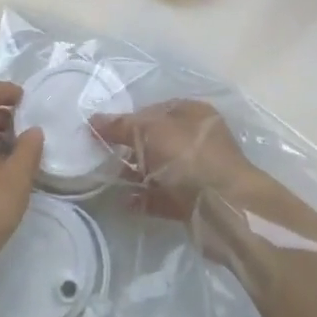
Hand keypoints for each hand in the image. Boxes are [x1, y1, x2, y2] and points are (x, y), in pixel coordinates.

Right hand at [90, 99, 265, 222]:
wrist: (224, 207)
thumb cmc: (189, 157)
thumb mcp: (150, 131)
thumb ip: (120, 126)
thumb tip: (93, 120)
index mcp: (193, 114)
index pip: (155, 109)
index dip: (130, 118)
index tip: (104, 131)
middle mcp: (197, 140)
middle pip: (156, 141)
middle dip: (130, 148)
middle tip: (103, 156)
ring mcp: (197, 172)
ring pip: (158, 170)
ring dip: (135, 175)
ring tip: (109, 180)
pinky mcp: (193, 201)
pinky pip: (162, 197)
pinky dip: (144, 199)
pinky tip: (124, 202)